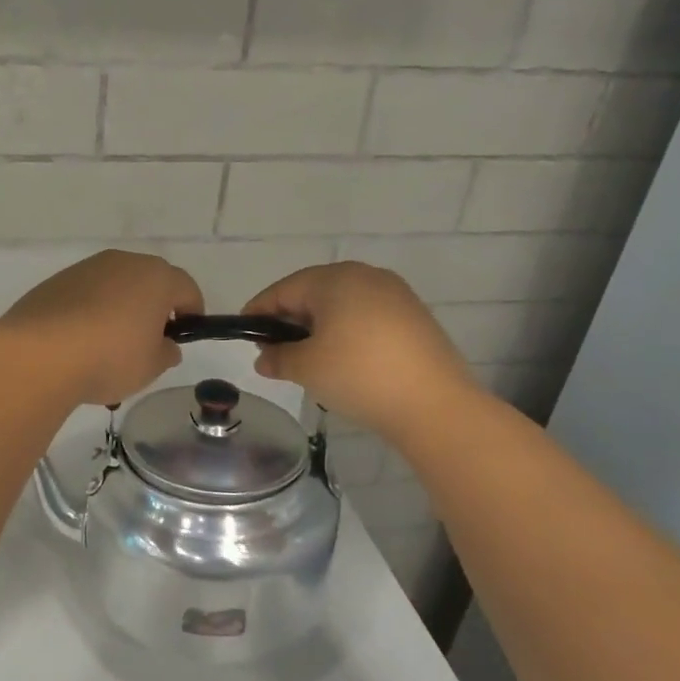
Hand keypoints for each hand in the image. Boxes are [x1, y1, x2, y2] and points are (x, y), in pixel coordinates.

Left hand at [0, 250, 203, 406]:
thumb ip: (166, 352)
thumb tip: (165, 344)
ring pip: (114, 286)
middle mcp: (122, 262)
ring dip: (119, 308)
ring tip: (108, 346)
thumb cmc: (110, 358)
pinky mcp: (56, 281)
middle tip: (147, 341)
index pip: (187, 288)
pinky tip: (79, 342)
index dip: (192, 312)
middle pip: (149, 281)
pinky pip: (85, 294)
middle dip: (153, 307)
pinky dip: (89, 311)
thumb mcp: (151, 366)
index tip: (184, 336)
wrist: (40, 354)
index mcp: (155, 277)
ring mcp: (85, 268)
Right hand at [243, 262, 479, 435]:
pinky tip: (344, 360)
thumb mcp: (306, 368)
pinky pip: (367, 316)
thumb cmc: (358, 375)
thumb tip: (264, 359)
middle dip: (290, 320)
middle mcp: (365, 275)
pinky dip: (347, 332)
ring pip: (342, 304)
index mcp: (334, 279)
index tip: (245, 333)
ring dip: (319, 327)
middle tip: (275, 350)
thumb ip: (278, 358)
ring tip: (308, 358)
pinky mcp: (414, 316)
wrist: (435, 405)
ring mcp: (395, 294)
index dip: (259, 311)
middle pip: (313, 293)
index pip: (283, 290)